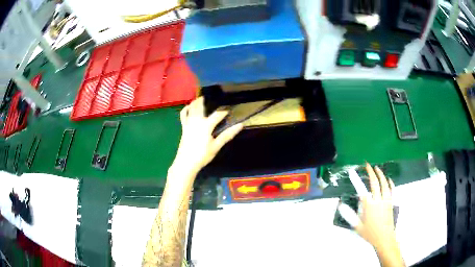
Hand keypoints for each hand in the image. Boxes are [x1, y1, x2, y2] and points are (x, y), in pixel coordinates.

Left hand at [170, 97, 242, 180]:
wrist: (186, 163)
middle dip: (207, 101)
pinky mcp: (183, 127)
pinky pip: (183, 115)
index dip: (224, 111)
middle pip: (201, 106)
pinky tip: (188, 106)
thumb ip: (227, 135)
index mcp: (206, 125)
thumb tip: (240, 125)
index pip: (217, 114)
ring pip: (191, 108)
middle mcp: (196, 121)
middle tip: (212, 96)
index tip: (230, 109)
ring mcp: (188, 123)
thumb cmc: (202, 155)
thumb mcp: (216, 146)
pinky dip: (186, 109)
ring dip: (196, 102)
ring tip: (201, 97)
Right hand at [339, 163, 403, 265]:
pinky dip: (390, 183)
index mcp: (368, 206)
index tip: (352, 172)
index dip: (356, 179)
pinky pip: (392, 190)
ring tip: (377, 168)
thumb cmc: (370, 233)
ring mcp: (386, 200)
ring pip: (384, 184)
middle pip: (375, 182)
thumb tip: (341, 205)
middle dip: (371, 172)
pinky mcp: (391, 202)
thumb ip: (349, 215)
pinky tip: (388, 179)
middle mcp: (378, 200)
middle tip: (367, 165)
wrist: (384, 238)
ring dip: (381, 174)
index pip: (361, 189)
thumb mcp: (357, 226)